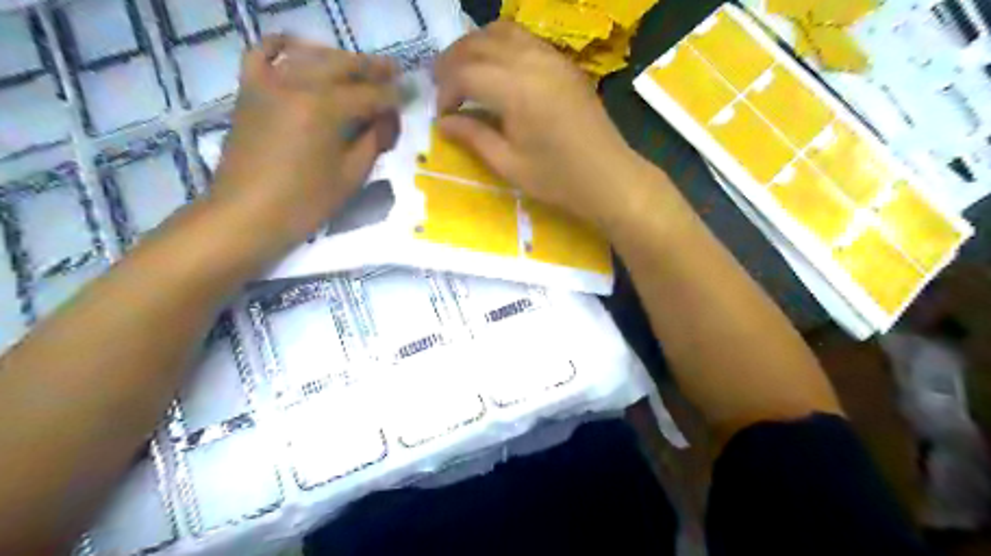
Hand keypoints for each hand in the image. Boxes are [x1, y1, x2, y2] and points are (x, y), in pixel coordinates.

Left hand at [212, 34, 402, 249]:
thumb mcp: (351, 176)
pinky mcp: (250, 90)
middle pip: (342, 66)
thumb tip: (387, 118)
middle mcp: (297, 84)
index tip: (411, 94)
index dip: (394, 95)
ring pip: (310, 56)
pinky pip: (262, 53)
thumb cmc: (305, 202)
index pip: (370, 95)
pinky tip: (299, 49)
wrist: (246, 214)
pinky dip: (282, 46)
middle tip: (393, 71)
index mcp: (325, 108)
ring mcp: (269, 82)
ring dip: (339, 58)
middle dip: (372, 67)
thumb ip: (373, 141)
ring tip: (359, 67)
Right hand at [435, 21, 641, 226]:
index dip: (446, 91)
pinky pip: (525, 38)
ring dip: (475, 46)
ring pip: (502, 31)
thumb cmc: (557, 178)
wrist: (608, 177)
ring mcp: (552, 57)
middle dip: (453, 62)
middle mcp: (532, 61)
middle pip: (479, 43)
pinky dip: (501, 45)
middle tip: (442, 87)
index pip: (466, 73)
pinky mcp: (564, 63)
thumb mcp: (509, 164)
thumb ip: (474, 137)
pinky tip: (497, 69)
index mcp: (516, 89)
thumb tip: (443, 123)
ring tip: (464, 72)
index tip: (442, 115)